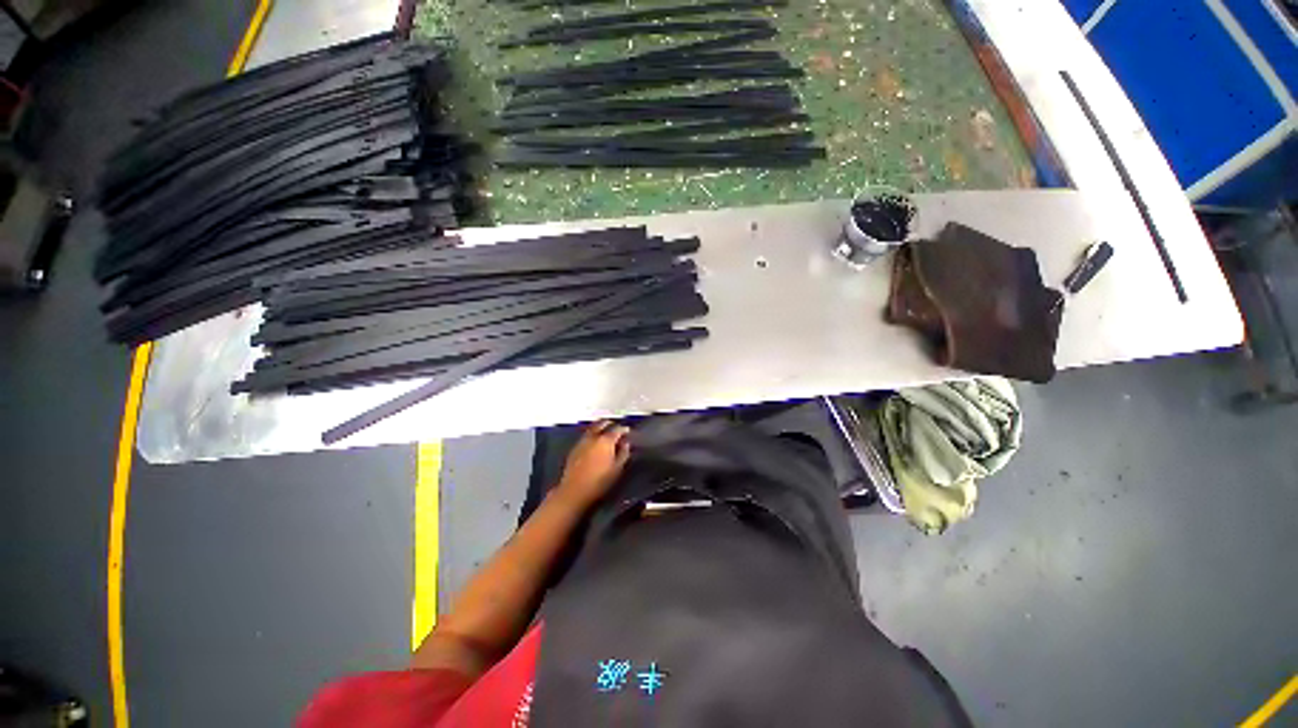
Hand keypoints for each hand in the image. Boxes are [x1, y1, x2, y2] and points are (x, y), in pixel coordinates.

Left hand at [554, 420, 630, 507]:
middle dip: (610, 424)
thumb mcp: (617, 469)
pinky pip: (586, 435)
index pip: (617, 429)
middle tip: (616, 428)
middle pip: (602, 424)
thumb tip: (626, 443)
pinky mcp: (575, 447)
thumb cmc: (599, 481)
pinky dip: (592, 434)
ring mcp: (582, 441)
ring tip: (606, 432)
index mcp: (605, 440)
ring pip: (593, 428)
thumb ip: (623, 453)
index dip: (624, 429)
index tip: (628, 431)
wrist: (574, 491)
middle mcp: (593, 437)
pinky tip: (595, 441)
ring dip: (600, 427)